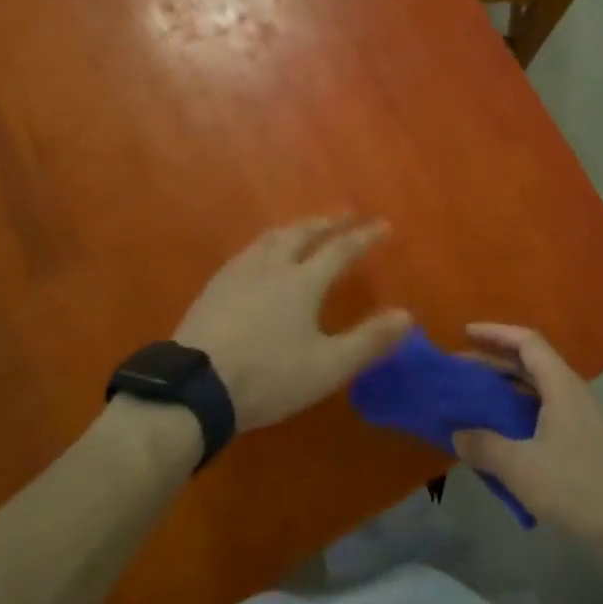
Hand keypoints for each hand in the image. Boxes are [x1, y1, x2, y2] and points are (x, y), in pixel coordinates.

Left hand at [174, 217, 411, 431]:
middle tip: (343, 216)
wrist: (195, 387)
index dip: (364, 237)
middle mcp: (272, 266)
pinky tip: (259, 257)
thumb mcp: (328, 367)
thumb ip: (369, 340)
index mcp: (303, 281)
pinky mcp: (214, 287)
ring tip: (303, 228)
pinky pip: (247, 252)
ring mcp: (238, 273)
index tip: (383, 225)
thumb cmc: (269, 377)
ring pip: (271, 238)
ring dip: (294, 228)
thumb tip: (407, 316)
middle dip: (327, 222)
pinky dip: (266, 244)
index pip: (341, 249)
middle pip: (302, 233)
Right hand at [451, 324, 602, 549]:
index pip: (526, 342)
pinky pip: (540, 411)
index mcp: (560, 384)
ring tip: (472, 398)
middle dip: (493, 360)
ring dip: (503, 388)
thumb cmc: (575, 486)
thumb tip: (457, 434)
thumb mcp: (520, 466)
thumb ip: (484, 446)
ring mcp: (577, 415)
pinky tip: (497, 433)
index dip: (495, 333)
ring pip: (534, 388)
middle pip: (529, 362)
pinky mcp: (578, 438)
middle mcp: (570, 391)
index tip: (465, 333)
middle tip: (460, 369)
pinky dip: (515, 411)